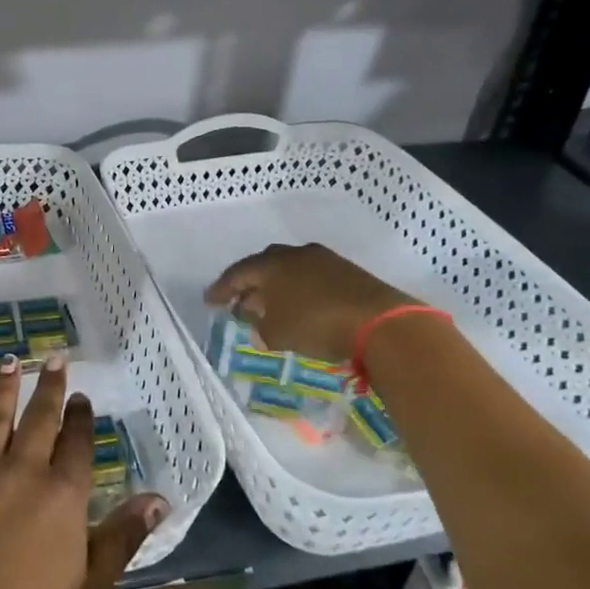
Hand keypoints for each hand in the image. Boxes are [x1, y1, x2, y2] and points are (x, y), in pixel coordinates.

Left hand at [0, 355, 167, 588]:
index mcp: (64, 496)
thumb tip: (159, 498)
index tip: (81, 397)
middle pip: (41, 419)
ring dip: (7, 385)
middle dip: (50, 387)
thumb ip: (123, 538)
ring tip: (12, 360)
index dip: (81, 418)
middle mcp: (26, 471)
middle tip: (54, 359)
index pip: (78, 445)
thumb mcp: (89, 588)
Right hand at [203, 242, 419, 362]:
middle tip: (240, 302)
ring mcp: (322, 259)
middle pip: (263, 266)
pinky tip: (300, 306)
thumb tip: (258, 327)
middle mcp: (293, 254)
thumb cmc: (317, 325)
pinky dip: (299, 290)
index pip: (237, 274)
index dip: (221, 289)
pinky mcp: (345, 270)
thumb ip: (261, 329)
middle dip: (249, 285)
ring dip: (276, 287)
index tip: (210, 301)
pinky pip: (310, 277)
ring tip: (270, 307)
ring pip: (289, 270)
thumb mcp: (278, 334)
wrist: (379, 321)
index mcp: (270, 265)